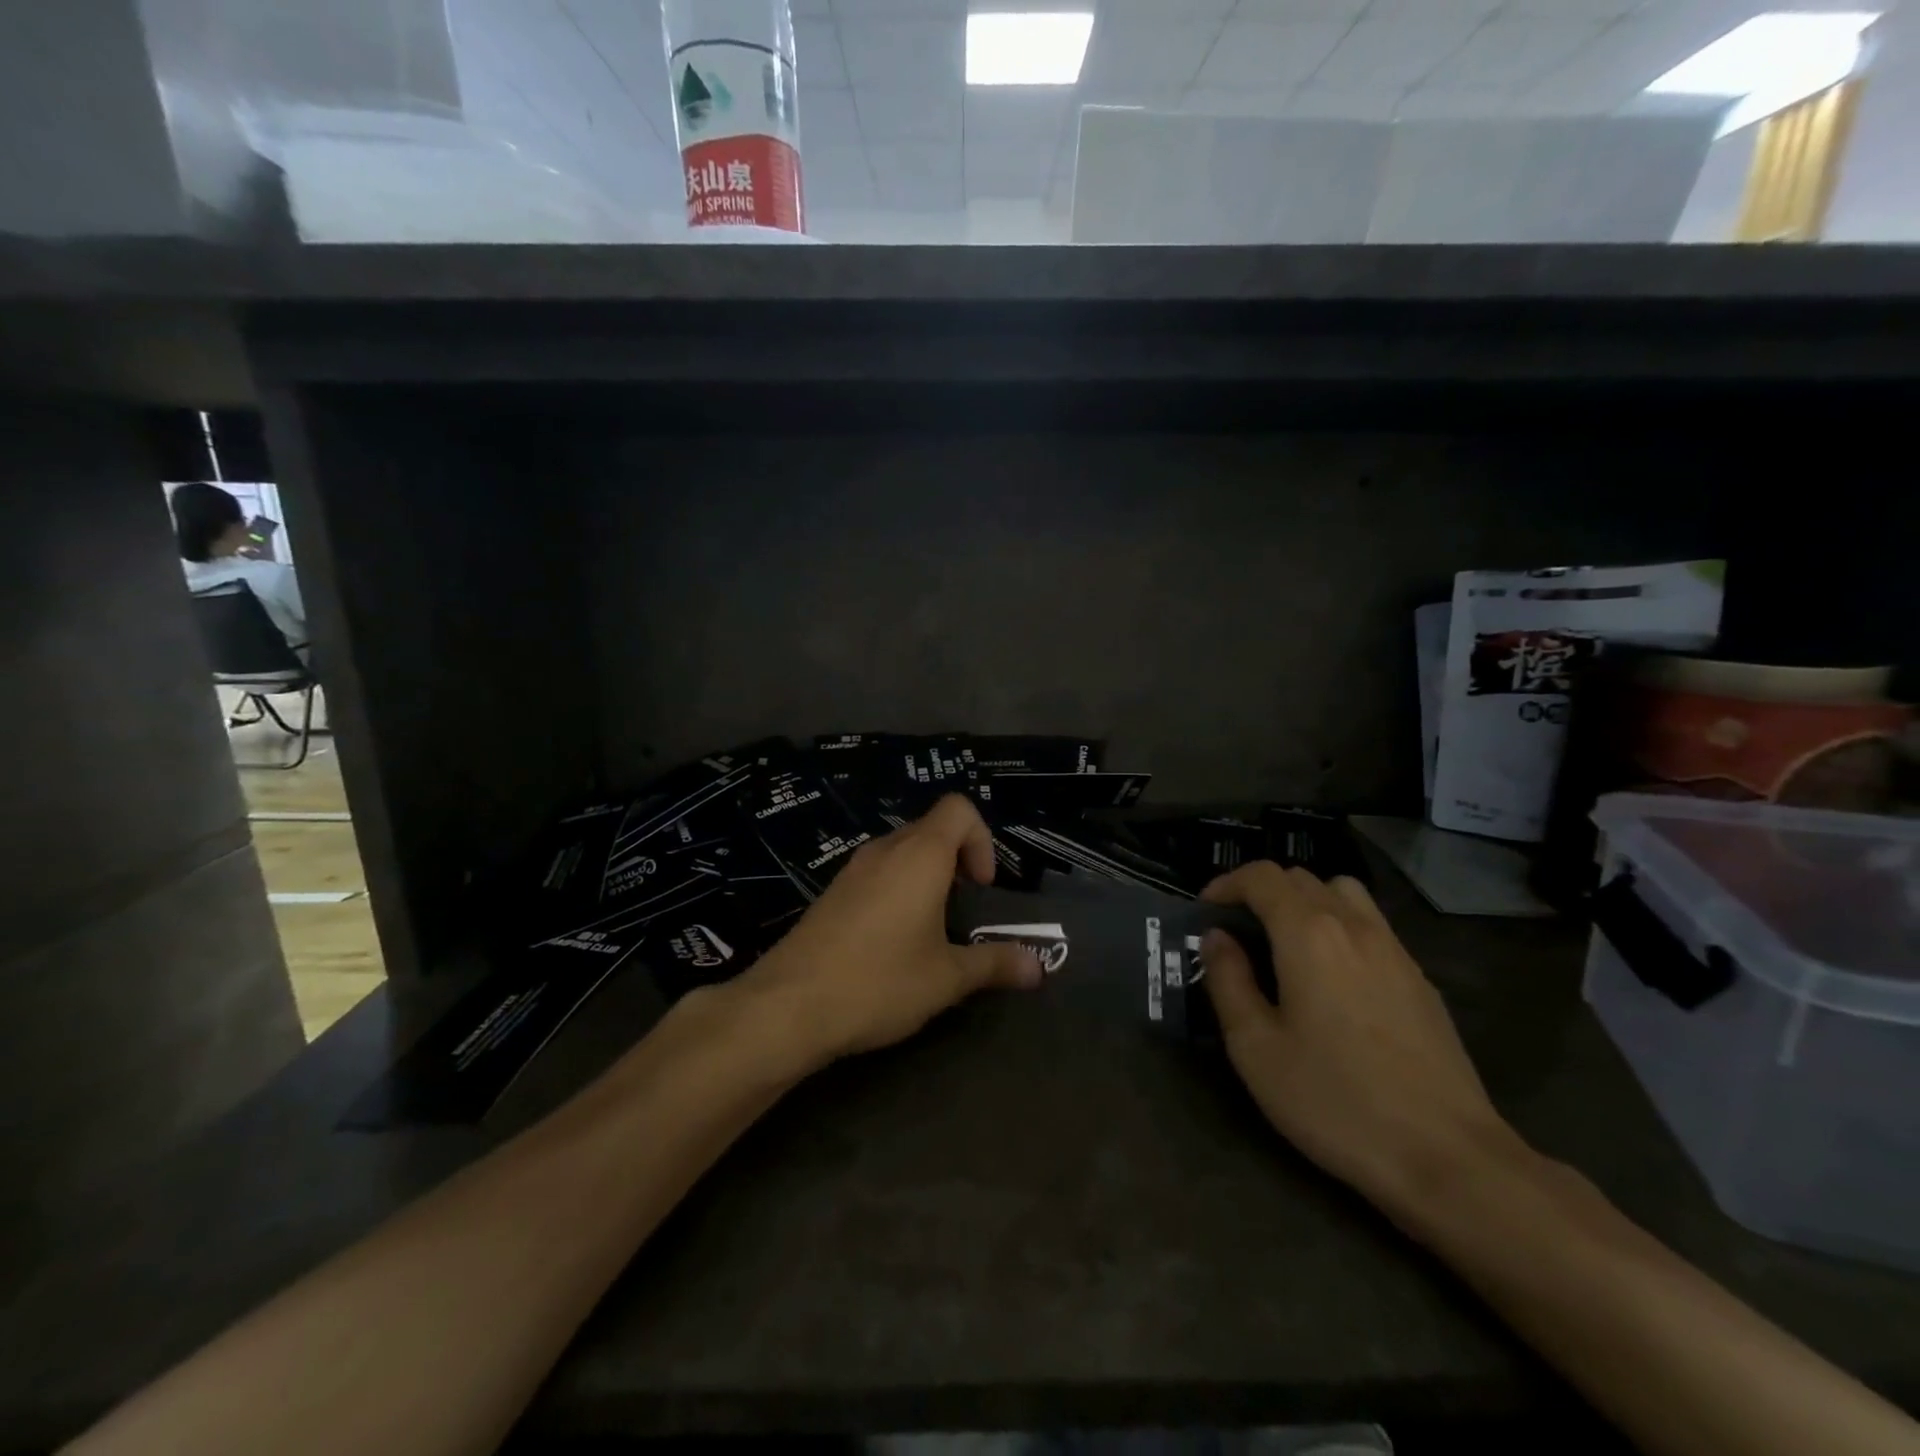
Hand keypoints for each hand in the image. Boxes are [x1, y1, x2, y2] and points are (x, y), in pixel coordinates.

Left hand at [742, 795, 1043, 1063]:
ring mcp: (852, 869)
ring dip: (926, 876)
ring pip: (901, 851)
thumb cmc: (879, 981)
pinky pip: (876, 873)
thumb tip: (1039, 966)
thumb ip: (994, 964)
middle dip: (957, 860)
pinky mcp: (831, 893)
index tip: (981, 888)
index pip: (959, 809)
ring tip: (931, 927)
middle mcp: (884, 850)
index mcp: (919, 855)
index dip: (981, 840)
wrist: (787, 1006)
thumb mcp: (946, 978)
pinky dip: (896, 889)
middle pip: (931, 828)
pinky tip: (892, 941)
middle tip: (964, 910)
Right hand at [1200, 864, 1520, 1211]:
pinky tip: (1333, 978)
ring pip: (1343, 893)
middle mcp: (1354, 926)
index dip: (1226, 884)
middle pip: (1301, 878)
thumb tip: (1216, 938)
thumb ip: (1228, 981)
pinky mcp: (1420, 980)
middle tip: (1237, 930)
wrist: (1447, 1156)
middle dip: (1260, 892)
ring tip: (1285, 943)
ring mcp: (1395, 950)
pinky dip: (1340, 927)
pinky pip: (1372, 926)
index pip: (1262, 877)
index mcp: (1308, 934)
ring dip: (1305, 901)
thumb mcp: (1256, 1048)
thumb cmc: (1335, 1100)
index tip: (1205, 910)